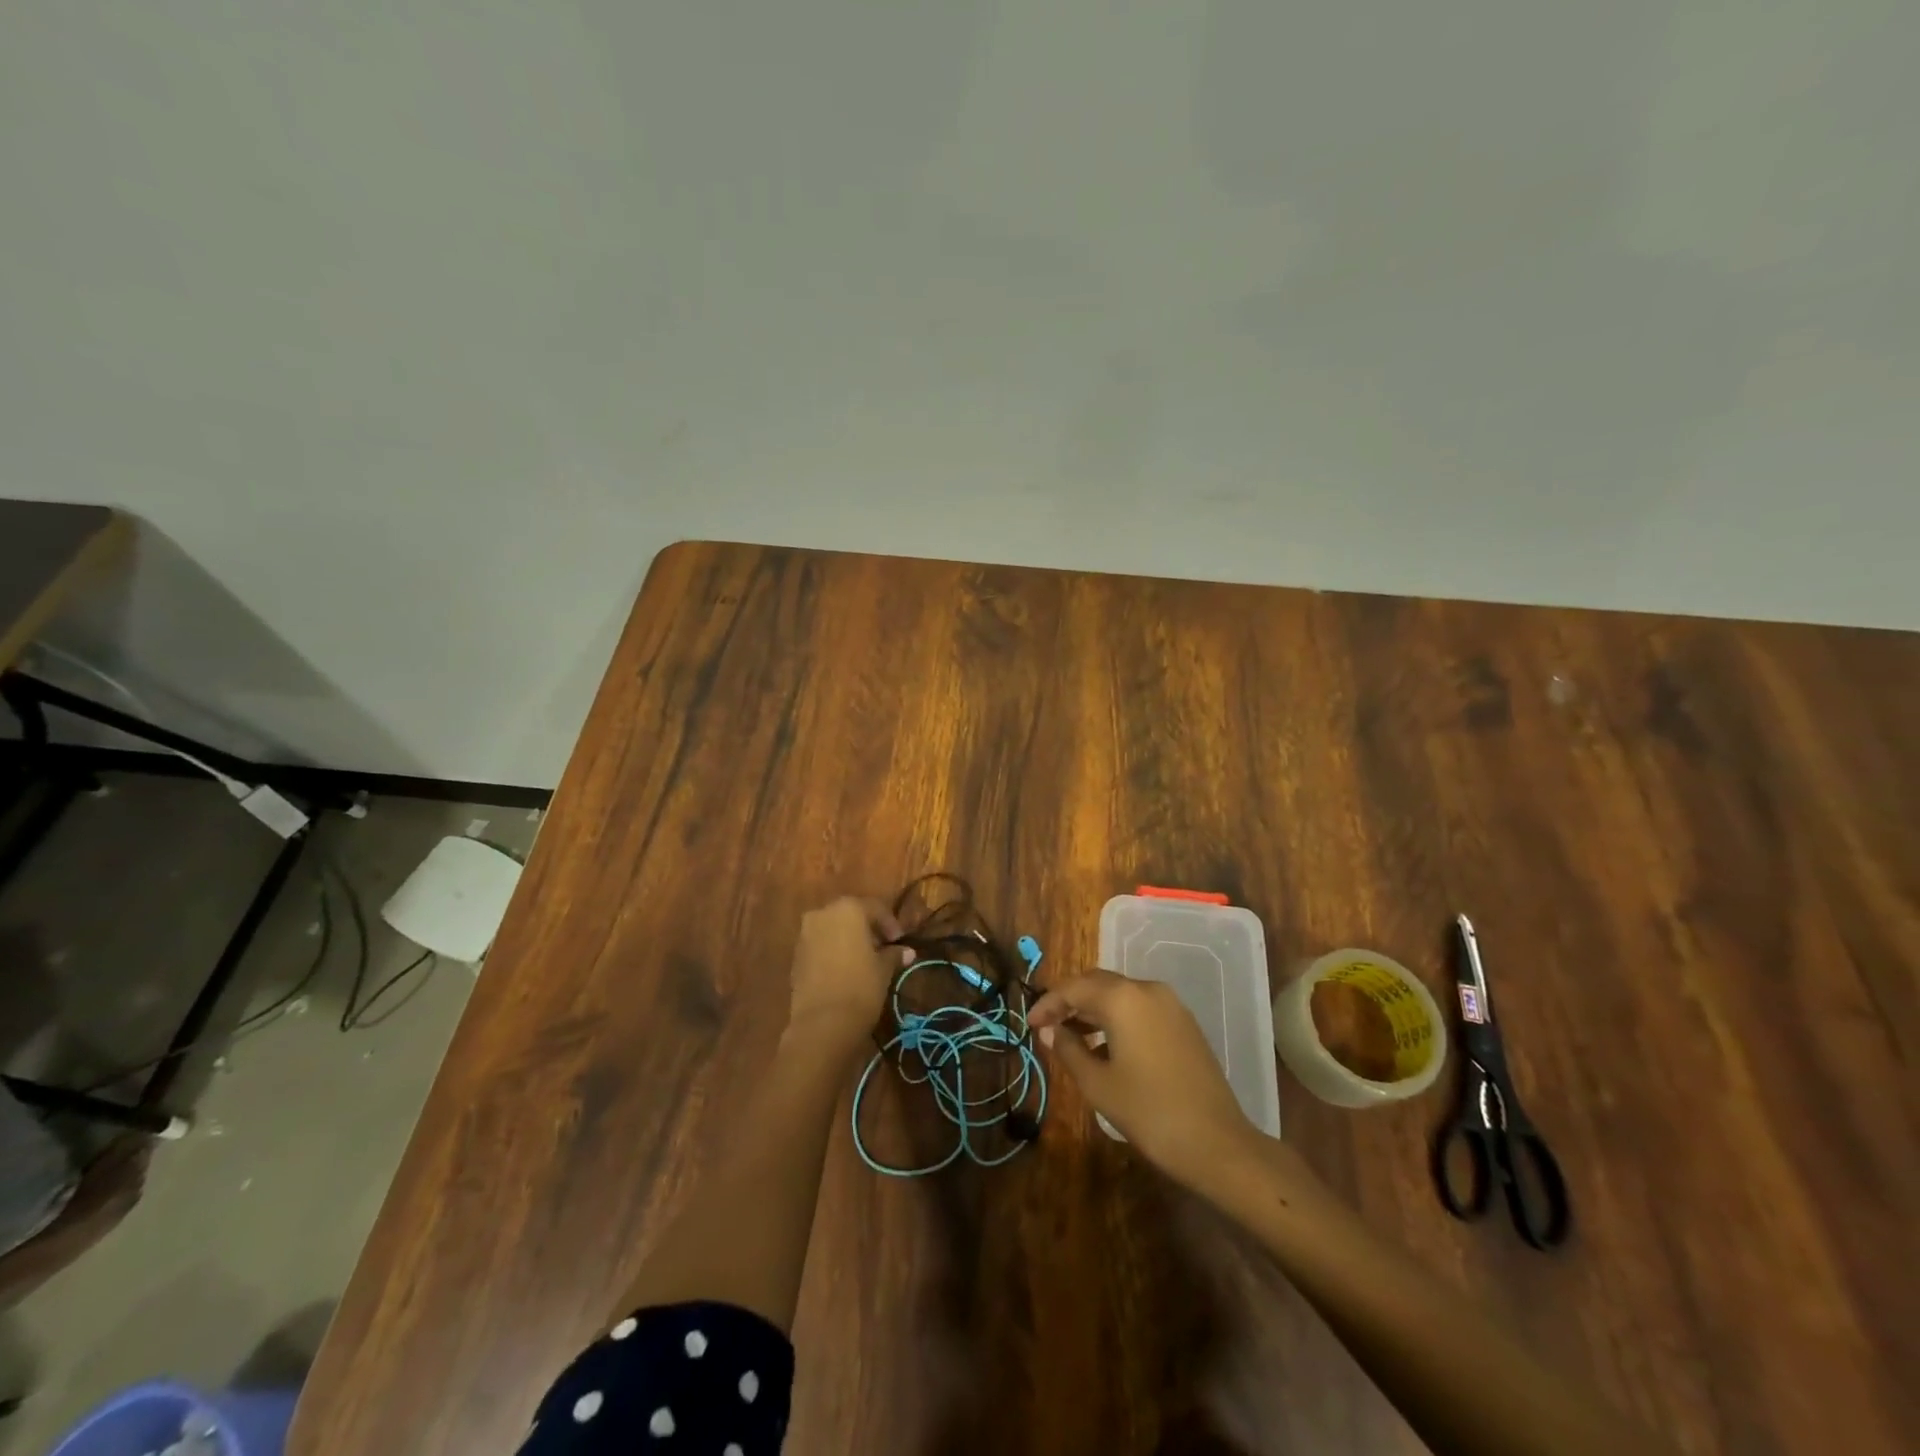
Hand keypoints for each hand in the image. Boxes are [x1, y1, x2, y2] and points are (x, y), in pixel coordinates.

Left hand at [786, 896, 910, 1052]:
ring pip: (832, 929)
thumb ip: (893, 954)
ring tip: (864, 960)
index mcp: (848, 909)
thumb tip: (906, 952)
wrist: (822, 1023)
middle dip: (867, 929)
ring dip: (848, 940)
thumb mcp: (884, 969)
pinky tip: (845, 970)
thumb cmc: (860, 987)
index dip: (890, 924)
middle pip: (850, 915)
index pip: (875, 908)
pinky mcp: (796, 956)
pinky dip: (833, 951)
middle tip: (882, 947)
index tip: (900, 941)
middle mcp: (823, 913)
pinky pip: (820, 945)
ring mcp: (805, 934)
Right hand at [1031, 970, 1257, 1187]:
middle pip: (1098, 983)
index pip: (1074, 988)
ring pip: (1120, 995)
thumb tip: (1050, 1031)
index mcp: (1122, 998)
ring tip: (1070, 1037)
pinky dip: (1117, 1018)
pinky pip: (1140, 1008)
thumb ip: (1068, 1050)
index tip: (1030, 1024)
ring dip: (1093, 1009)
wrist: (1217, 1144)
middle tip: (1046, 1026)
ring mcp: (1171, 1005)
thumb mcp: (1098, 1084)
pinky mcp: (1184, 1023)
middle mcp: (1147, 989)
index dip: (1048, 1003)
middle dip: (1070, 1001)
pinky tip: (1105, 1047)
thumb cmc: (1149, 1112)